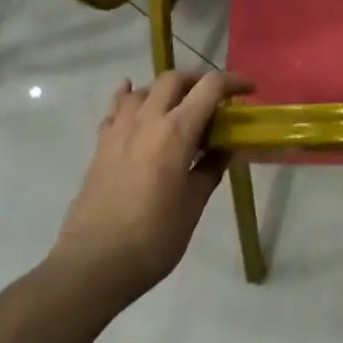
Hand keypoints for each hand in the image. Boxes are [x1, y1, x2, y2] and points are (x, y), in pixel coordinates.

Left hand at [50, 71, 251, 305]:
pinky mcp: (100, 145)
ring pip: (143, 90)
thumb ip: (211, 168)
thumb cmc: (153, 238)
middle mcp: (147, 120)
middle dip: (198, 81)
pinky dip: (129, 98)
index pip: (209, 88)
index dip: (233, 83)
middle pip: (173, 79)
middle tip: (214, 99)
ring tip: (177, 106)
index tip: (249, 90)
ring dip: (164, 90)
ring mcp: (119, 130)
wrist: (94, 263)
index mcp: (176, 132)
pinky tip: (134, 103)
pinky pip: (116, 108)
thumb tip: (227, 147)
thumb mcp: (193, 204)